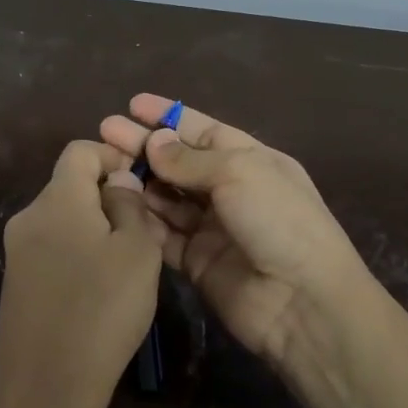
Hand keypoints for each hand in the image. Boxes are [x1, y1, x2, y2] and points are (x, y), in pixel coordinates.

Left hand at [0, 139, 167, 407]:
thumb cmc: (102, 310)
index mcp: (57, 199)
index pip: (79, 151)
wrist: (46, 386)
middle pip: (69, 186)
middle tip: (143, 232)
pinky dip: (75, 254)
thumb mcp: (138, 252)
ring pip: (61, 220)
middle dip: (107, 198)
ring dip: (93, 228)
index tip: (140, 183)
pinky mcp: (14, 283)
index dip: (112, 156)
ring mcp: (16, 252)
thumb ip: (130, 205)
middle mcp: (28, 216)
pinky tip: (97, 290)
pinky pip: (50, 250)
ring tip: (126, 265)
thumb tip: (117, 182)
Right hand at [99, 95, 370, 370]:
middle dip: (144, 146)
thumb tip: (153, 141)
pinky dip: (141, 219)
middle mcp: (230, 190)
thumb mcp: (238, 172)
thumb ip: (189, 159)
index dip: (168, 116)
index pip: (202, 131)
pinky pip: (162, 235)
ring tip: (105, 166)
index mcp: (250, 160)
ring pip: (166, 198)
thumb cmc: (278, 221)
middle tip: (105, 131)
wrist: (302, 302)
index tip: (132, 105)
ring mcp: (212, 227)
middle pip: (179, 162)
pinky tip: (115, 203)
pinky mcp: (195, 261)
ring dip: (139, 181)